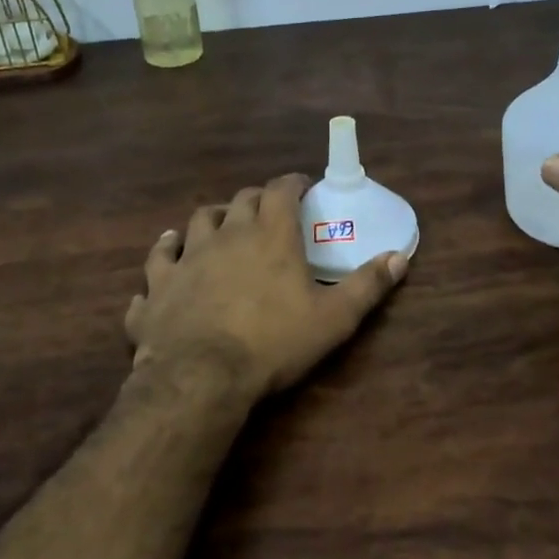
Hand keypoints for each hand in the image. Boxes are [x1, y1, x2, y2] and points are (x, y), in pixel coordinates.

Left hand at [124, 173, 408, 404]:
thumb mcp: (334, 319)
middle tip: (267, 210)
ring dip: (211, 219)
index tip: (302, 185)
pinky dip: (165, 255)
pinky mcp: (158, 285)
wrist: (201, 376)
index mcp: (269, 236)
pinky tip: (167, 257)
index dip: (293, 182)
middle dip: (256, 198)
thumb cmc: (273, 343)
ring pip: (196, 221)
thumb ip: (367, 285)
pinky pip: (158, 260)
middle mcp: (226, 235)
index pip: (281, 190)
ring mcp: (186, 258)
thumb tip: (400, 257)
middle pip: (239, 200)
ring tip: (219, 227)